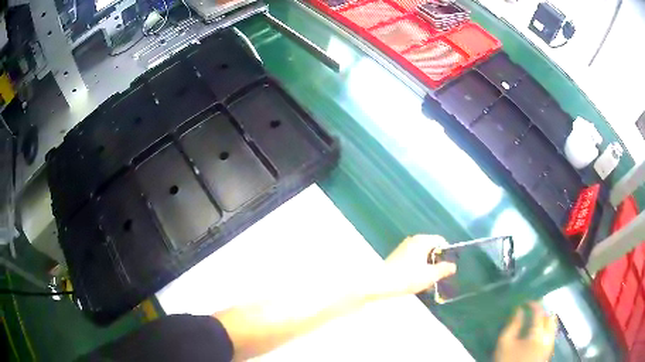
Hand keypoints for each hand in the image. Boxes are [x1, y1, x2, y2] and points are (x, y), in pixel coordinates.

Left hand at [378, 235, 455, 297]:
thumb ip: (443, 269)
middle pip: (431, 247)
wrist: (380, 283)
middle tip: (440, 274)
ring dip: (427, 265)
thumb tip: (453, 266)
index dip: (447, 252)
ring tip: (429, 279)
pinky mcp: (397, 256)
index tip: (448, 266)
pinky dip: (418, 266)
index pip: (441, 241)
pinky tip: (416, 279)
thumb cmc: (407, 277)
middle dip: (437, 260)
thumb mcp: (429, 276)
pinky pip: (413, 258)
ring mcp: (404, 247)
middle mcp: (413, 240)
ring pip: (422, 254)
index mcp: (422, 240)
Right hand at [494, 303, 557, 361]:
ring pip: (553, 326)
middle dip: (542, 312)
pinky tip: (538, 333)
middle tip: (532, 312)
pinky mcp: (549, 352)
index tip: (525, 303)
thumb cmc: (507, 361)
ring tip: (536, 322)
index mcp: (537, 334)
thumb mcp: (505, 344)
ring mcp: (550, 345)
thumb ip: (513, 325)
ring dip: (546, 320)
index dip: (533, 304)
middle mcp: (548, 337)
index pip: (539, 312)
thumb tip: (519, 310)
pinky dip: (547, 329)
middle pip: (550, 317)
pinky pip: (551, 334)